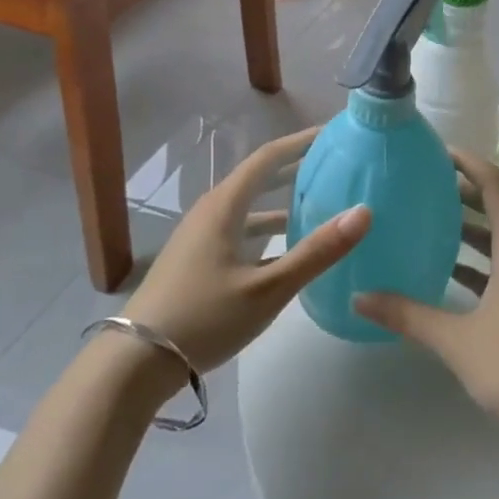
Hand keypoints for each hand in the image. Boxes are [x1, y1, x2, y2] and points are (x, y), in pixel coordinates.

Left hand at [123, 127, 369, 371]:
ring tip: (322, 201)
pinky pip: (242, 229)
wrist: (134, 365)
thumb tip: (364, 212)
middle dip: (297, 167)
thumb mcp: (268, 288)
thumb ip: (317, 251)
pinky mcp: (198, 260)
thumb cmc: (203, 318)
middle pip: (260, 177)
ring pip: (251, 206)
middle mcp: (212, 212)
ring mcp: (202, 237)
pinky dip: (268, 228)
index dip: (302, 141)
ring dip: (284, 199)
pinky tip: (288, 246)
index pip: (269, 157)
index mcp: (225, 206)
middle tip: (337, 164)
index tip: (335, 134)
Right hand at [357, 149, 498, 439]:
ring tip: (430, 220)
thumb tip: (360, 297)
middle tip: (425, 183)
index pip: (497, 187)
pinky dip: (477, 260)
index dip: (470, 163)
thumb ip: (409, 316)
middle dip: (464, 191)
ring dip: (470, 226)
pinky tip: (448, 273)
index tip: (439, 152)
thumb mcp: (457, 341)